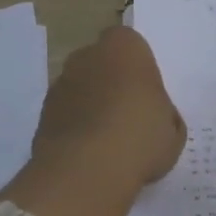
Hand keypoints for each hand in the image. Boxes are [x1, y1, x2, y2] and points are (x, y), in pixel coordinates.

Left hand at [31, 26, 185, 189]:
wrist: (86, 171)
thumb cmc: (141, 138)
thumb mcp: (173, 128)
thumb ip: (164, 113)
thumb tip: (155, 115)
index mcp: (125, 47)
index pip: (131, 44)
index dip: (139, 67)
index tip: (148, 92)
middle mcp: (88, 56)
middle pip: (102, 62)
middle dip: (113, 81)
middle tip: (131, 114)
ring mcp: (61, 83)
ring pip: (82, 86)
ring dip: (92, 104)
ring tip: (109, 138)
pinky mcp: (43, 113)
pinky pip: (67, 112)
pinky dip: (76, 125)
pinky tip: (90, 151)